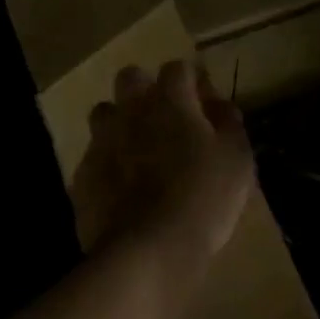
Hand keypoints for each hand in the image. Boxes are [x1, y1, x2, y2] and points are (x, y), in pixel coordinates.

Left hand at [71, 59, 254, 266]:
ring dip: (122, 122)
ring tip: (140, 150)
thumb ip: (229, 124)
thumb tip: (220, 105)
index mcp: (169, 102)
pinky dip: (109, 162)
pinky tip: (123, 187)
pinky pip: (94, 156)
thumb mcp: (237, 161)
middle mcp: (129, 112)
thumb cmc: (203, 199)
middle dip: (147, 89)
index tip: (205, 99)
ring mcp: (100, 143)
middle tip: (168, 118)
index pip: (177, 68)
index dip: (192, 79)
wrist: (147, 250)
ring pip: (105, 114)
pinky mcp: (83, 176)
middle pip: (130, 78)